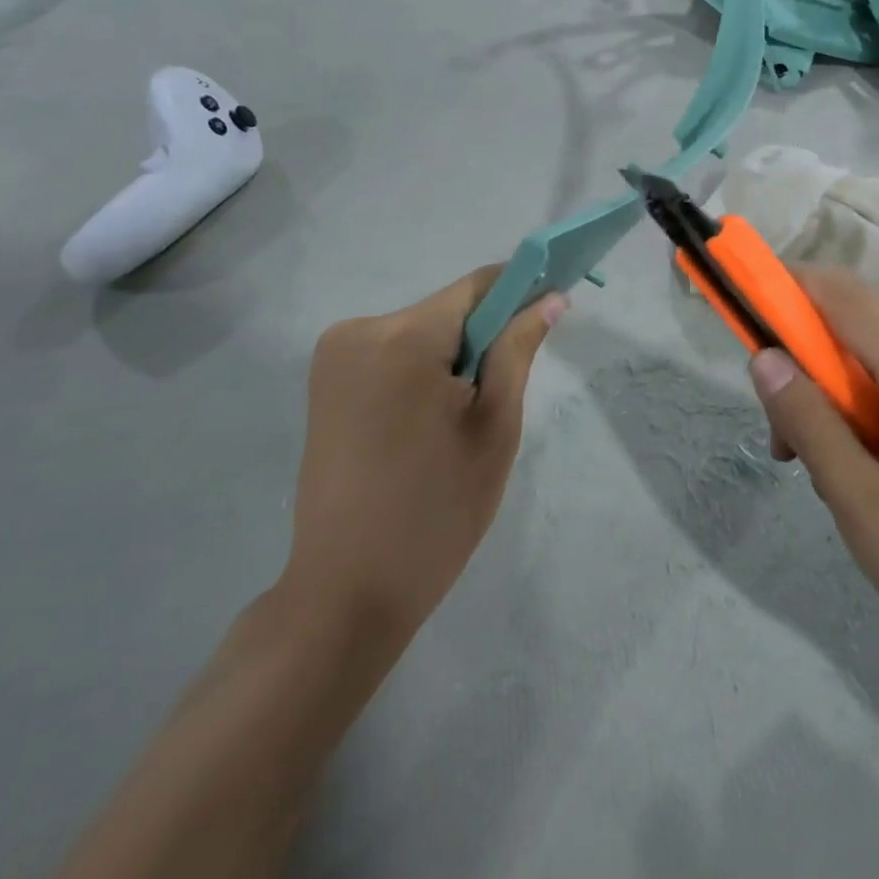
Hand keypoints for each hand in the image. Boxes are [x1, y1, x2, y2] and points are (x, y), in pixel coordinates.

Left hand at [279, 269, 564, 657]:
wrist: (345, 591)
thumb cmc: (435, 512)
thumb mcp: (494, 428)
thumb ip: (518, 351)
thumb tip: (550, 299)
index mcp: (403, 338)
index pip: (479, 286)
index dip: (522, 290)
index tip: (554, 310)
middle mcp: (359, 329)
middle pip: (448, 310)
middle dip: (484, 338)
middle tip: (499, 400)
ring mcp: (334, 355)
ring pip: (421, 332)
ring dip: (452, 359)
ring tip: (457, 424)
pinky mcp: (325, 381)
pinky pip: (392, 354)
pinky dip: (421, 373)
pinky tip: (424, 426)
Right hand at [749, 269, 878, 704]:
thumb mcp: (869, 519)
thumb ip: (816, 432)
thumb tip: (765, 358)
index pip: (851, 302)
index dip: (794, 285)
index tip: (745, 298)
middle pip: (859, 337)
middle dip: (807, 374)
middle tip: (784, 450)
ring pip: (877, 369)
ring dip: (835, 406)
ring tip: (828, 484)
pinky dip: (868, 417)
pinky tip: (870, 479)